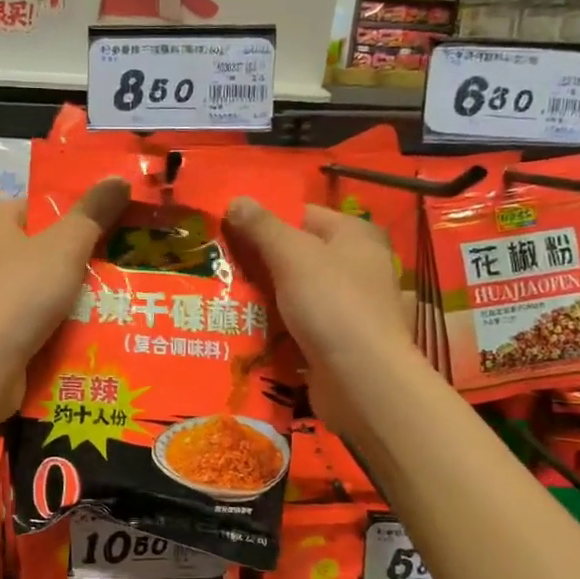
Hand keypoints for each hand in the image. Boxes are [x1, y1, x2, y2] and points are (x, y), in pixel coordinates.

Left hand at [0, 178, 130, 425]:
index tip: (117, 228)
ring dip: (74, 295)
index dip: (79, 215)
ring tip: (119, 297)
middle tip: (125, 264)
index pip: (41, 206)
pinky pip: (34, 317)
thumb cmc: (19, 294)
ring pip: (42, 286)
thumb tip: (120, 177)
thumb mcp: (64, 246)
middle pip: (44, 247)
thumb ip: (93, 213)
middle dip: (82, 259)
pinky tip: (93, 328)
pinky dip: (58, 322)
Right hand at [223, 198, 418, 437]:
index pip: (302, 214)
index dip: (264, 220)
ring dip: (263, 296)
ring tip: (221, 297)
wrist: (362, 379)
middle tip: (217, 266)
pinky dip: (276, 325)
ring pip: (296, 291)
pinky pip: (300, 323)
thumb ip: (263, 227)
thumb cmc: (332, 304)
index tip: (226, 232)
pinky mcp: (339, 339)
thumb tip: (236, 199)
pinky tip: (245, 329)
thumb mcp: (292, 256)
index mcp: (355, 235)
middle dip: (259, 261)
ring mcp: (350, 305)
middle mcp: (358, 265)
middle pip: (298, 253)